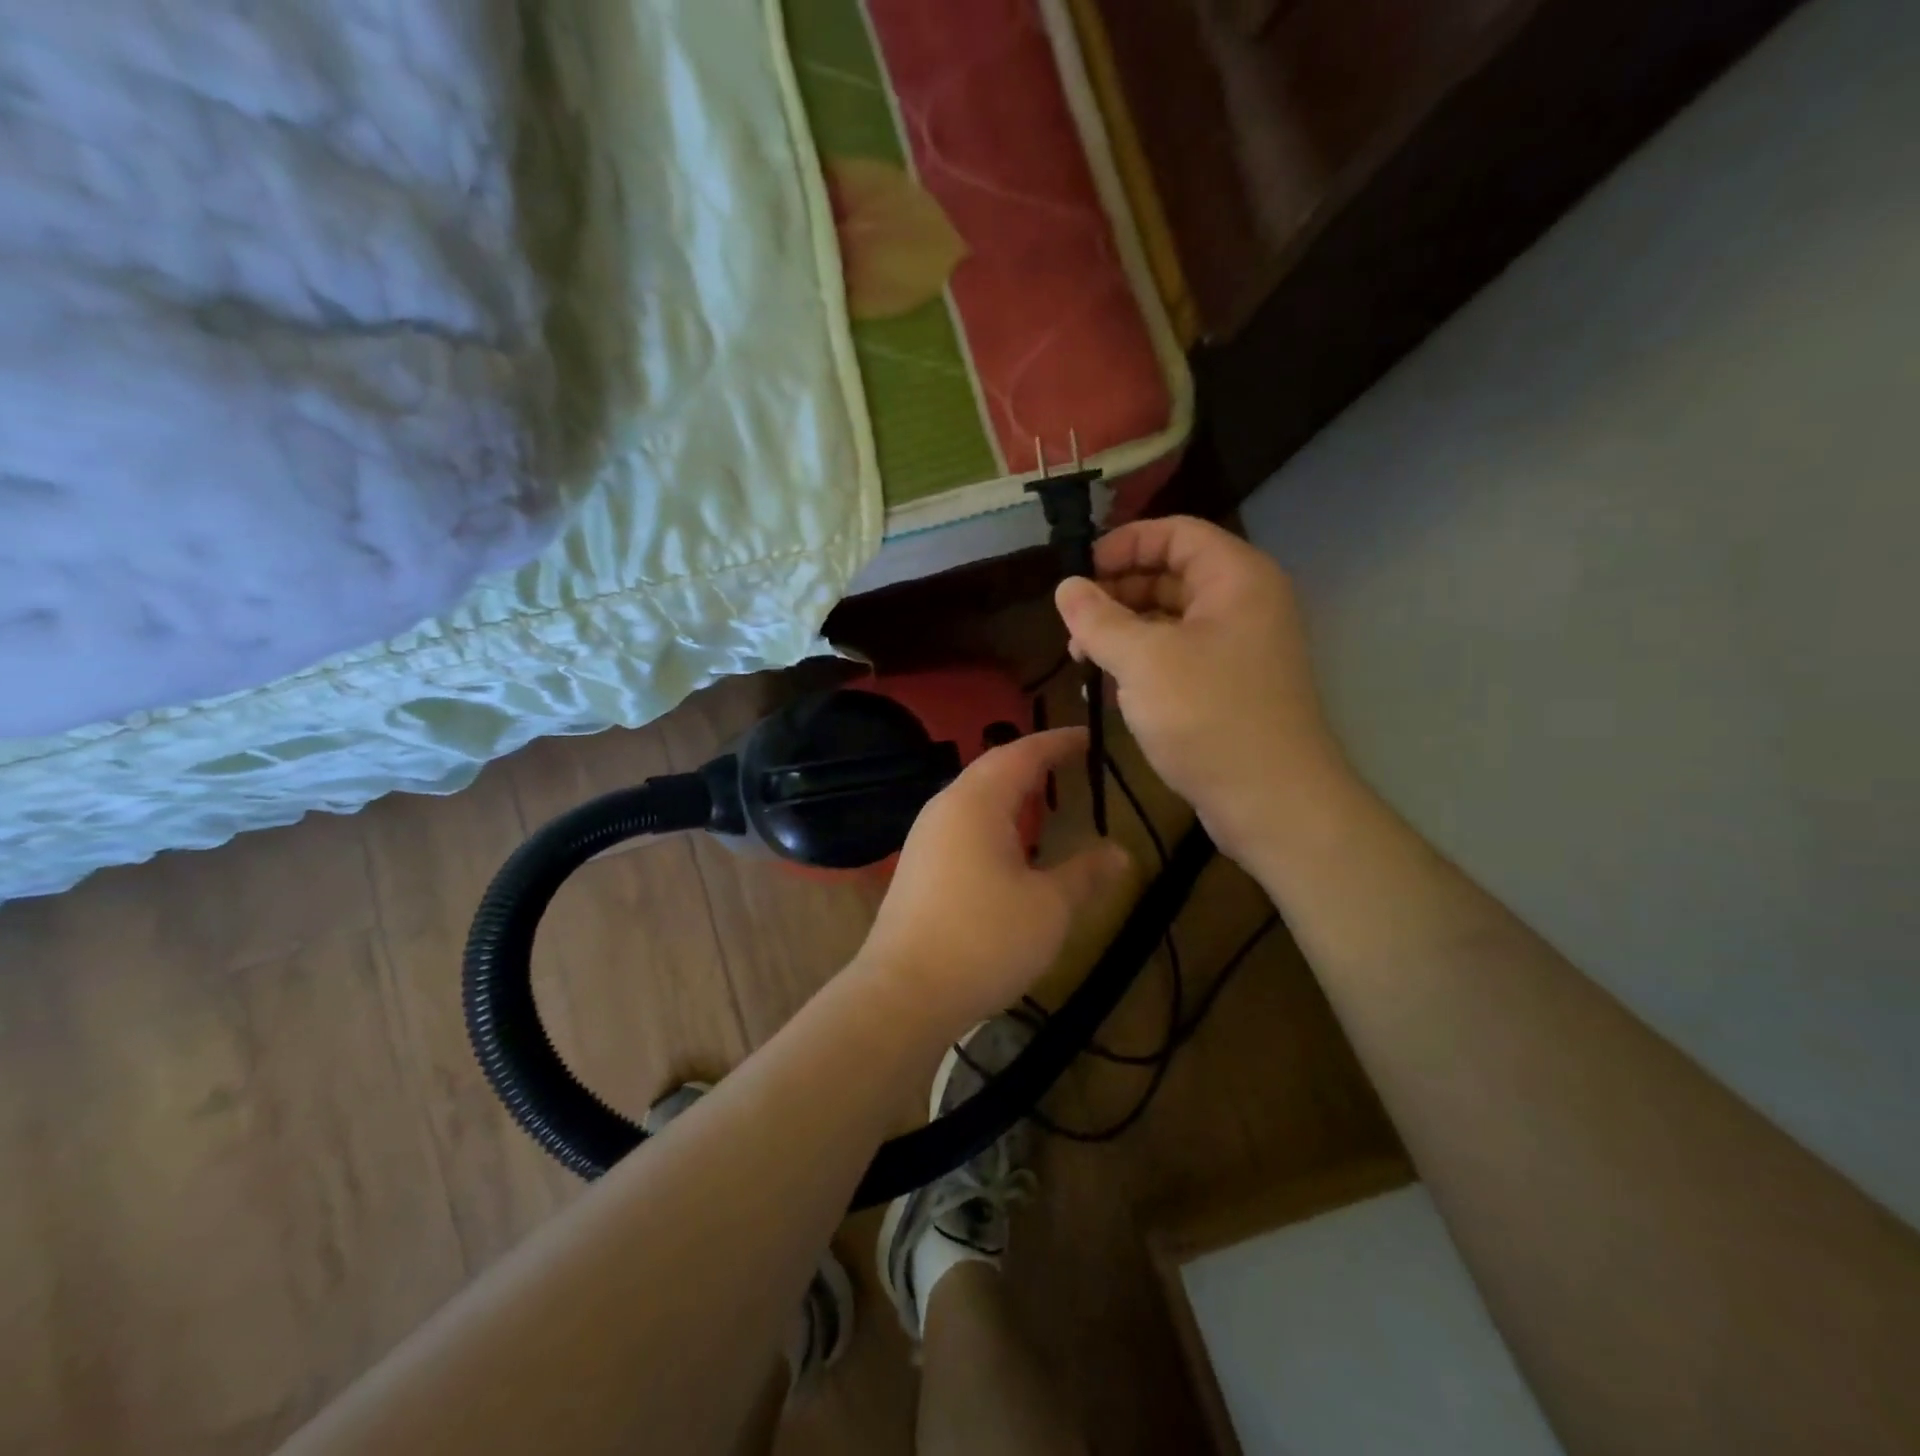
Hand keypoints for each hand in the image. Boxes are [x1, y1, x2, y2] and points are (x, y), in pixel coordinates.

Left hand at [854, 728, 1132, 1039]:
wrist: (903, 993)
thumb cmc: (984, 940)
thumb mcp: (1049, 907)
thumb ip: (1085, 874)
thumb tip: (1120, 852)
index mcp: (976, 802)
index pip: (1022, 754)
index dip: (1057, 742)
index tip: (1088, 737)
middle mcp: (945, 808)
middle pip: (993, 769)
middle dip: (1033, 762)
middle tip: (1069, 761)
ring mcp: (925, 838)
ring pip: (974, 798)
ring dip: (1010, 791)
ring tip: (1044, 797)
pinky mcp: (918, 867)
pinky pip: (962, 824)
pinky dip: (993, 819)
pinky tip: (1009, 845)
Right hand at [1054, 516, 1345, 865]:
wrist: (1272, 801)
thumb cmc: (1208, 716)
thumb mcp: (1143, 661)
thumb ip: (1098, 619)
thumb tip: (1065, 587)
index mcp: (1236, 578)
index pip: (1175, 533)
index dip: (1123, 544)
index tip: (1078, 572)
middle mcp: (1243, 603)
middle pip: (1171, 574)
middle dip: (1117, 592)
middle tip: (1072, 621)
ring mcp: (1239, 647)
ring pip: (1171, 619)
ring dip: (1123, 631)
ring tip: (1081, 657)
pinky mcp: (1229, 686)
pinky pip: (1179, 656)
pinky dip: (1142, 662)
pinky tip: (1109, 686)